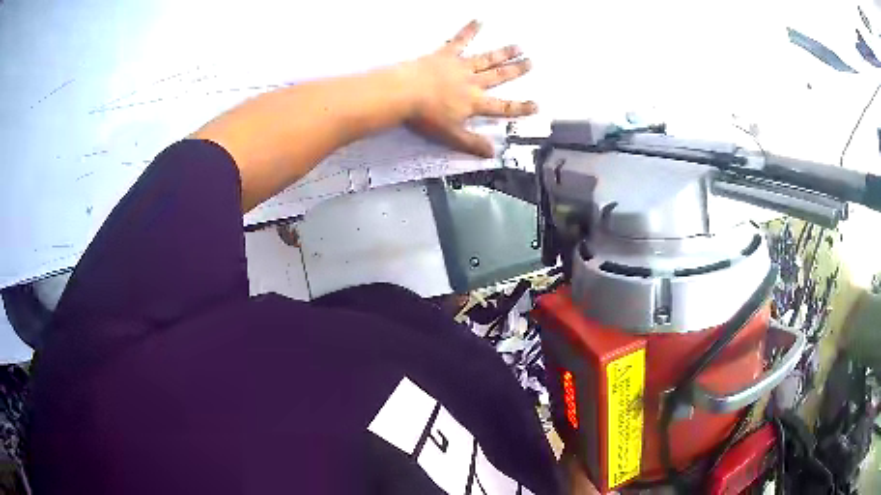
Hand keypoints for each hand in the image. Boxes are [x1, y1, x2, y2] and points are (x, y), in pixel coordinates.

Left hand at [405, 21, 537, 157]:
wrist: (404, 93)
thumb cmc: (426, 116)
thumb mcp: (451, 135)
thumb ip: (472, 143)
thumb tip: (493, 153)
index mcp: (474, 102)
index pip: (502, 107)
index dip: (520, 107)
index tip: (536, 105)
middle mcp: (472, 82)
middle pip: (498, 76)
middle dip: (516, 70)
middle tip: (531, 62)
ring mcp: (459, 66)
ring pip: (486, 58)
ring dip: (503, 52)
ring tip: (517, 46)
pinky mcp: (445, 55)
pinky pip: (459, 40)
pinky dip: (469, 30)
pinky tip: (479, 20)